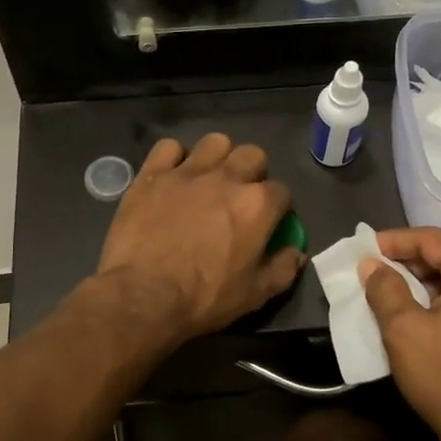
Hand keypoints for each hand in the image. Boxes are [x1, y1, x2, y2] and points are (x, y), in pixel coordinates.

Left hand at [96, 135, 304, 344]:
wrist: (143, 296)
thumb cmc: (204, 298)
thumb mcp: (254, 295)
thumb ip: (282, 270)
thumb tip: (297, 253)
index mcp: (257, 205)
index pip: (282, 192)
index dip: (278, 207)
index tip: (269, 222)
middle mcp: (227, 178)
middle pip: (253, 155)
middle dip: (253, 173)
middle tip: (240, 197)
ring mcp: (188, 172)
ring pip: (215, 142)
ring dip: (218, 158)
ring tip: (209, 180)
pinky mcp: (153, 174)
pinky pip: (169, 147)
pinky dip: (174, 158)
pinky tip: (172, 176)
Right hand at [362, 227, 440, 440]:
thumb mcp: (403, 329)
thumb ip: (385, 288)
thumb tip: (371, 265)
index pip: (433, 239)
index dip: (395, 240)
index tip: (365, 249)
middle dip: (409, 260)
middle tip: (374, 269)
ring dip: (425, 280)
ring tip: (390, 289)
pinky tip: (419, 311)